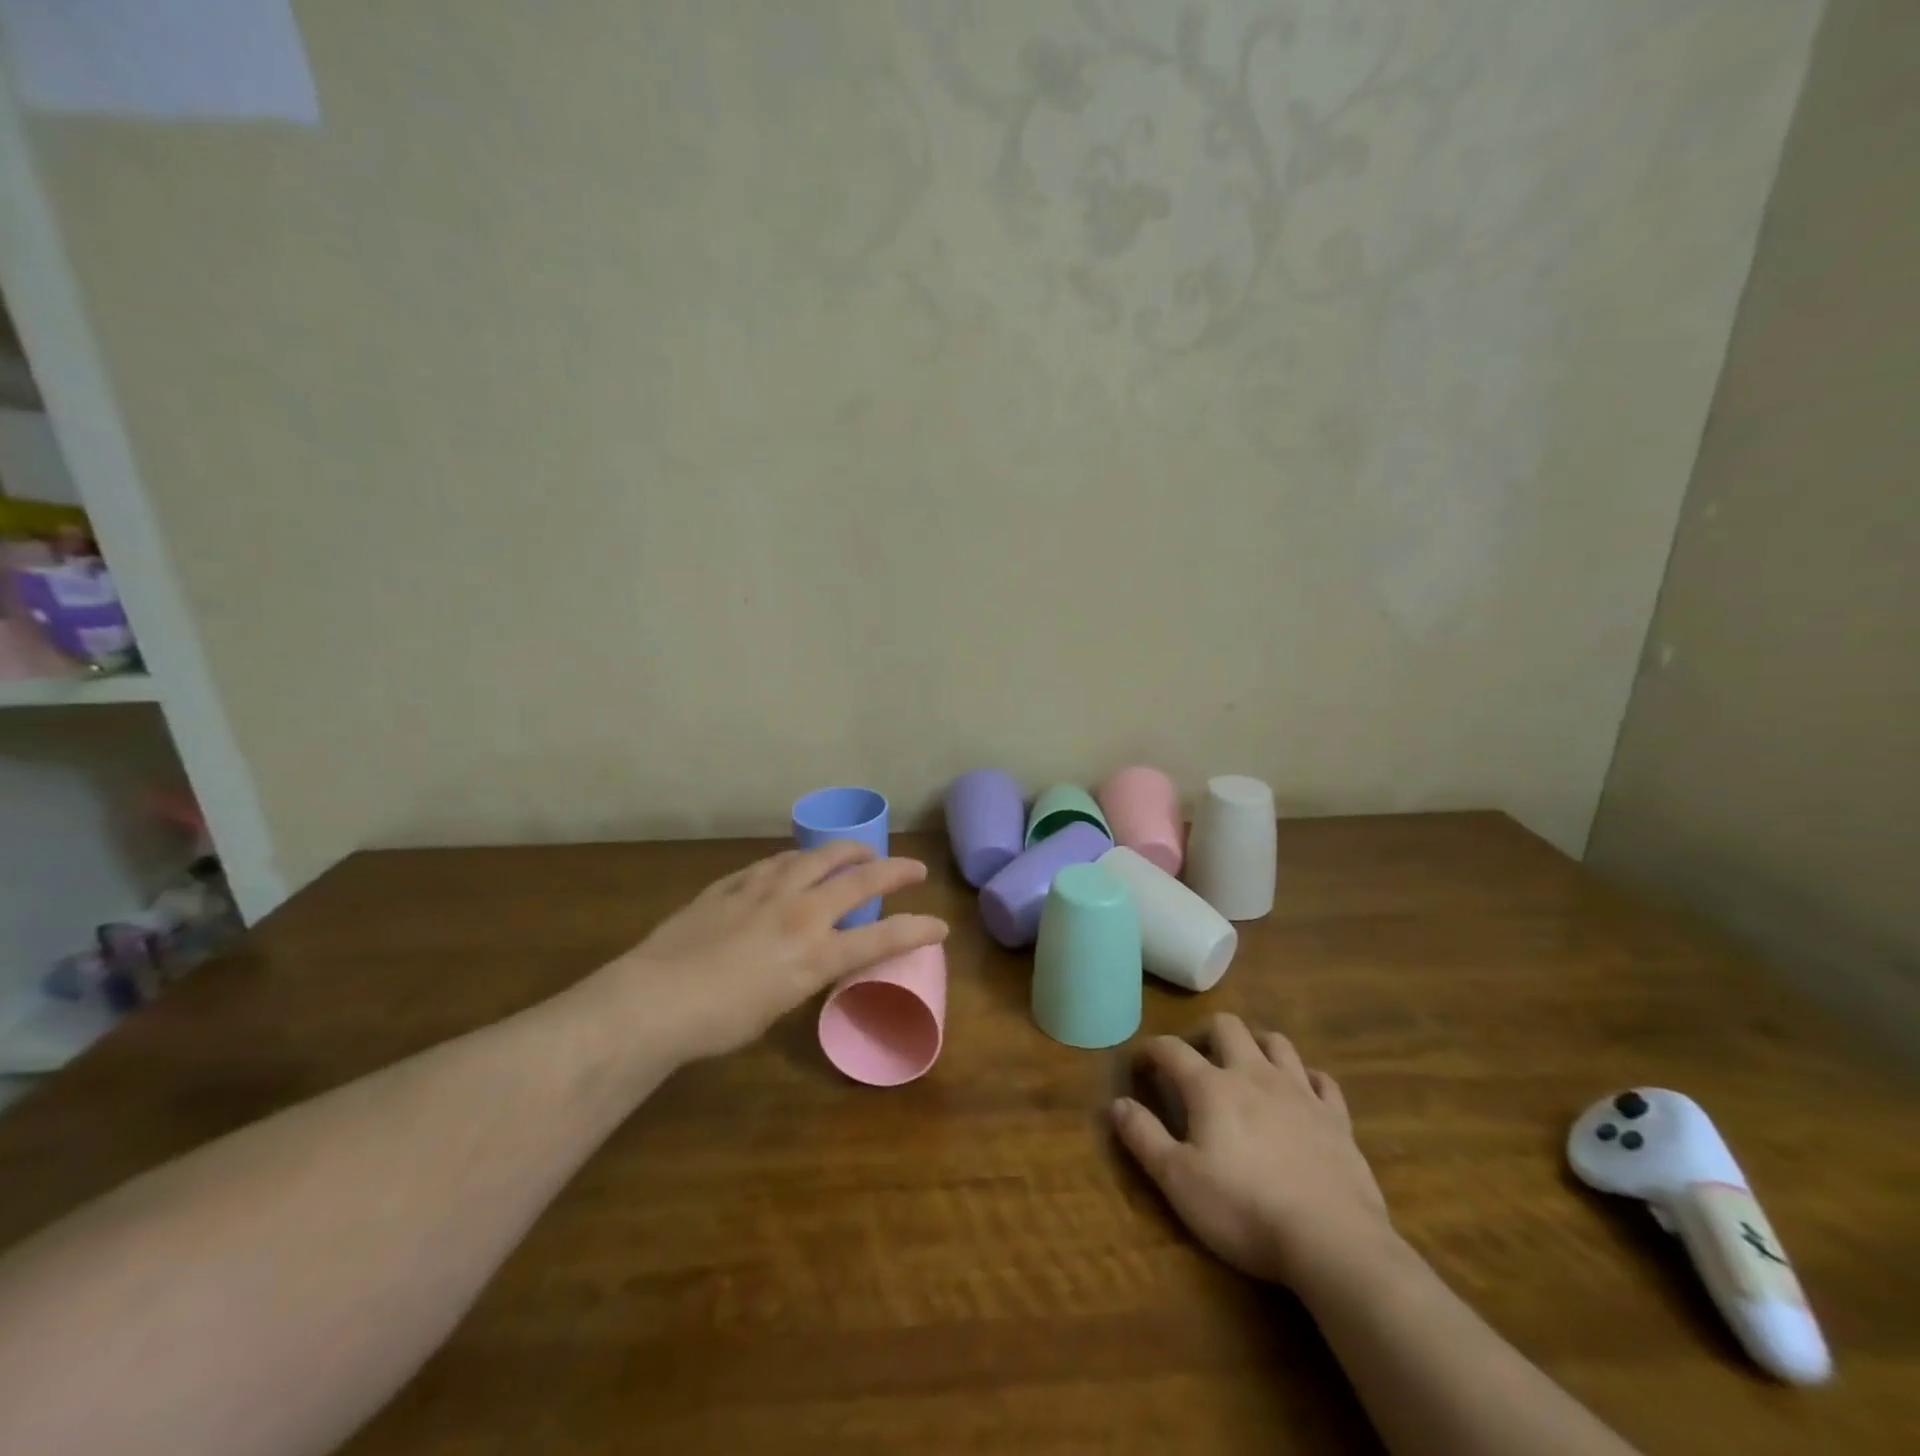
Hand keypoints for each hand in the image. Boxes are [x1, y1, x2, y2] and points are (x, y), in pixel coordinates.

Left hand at [596, 842, 948, 1062]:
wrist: (654, 999)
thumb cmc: (718, 1021)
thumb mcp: (778, 1006)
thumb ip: (804, 974)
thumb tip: (812, 958)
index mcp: (815, 954)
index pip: (882, 937)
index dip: (917, 929)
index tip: (941, 924)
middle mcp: (800, 912)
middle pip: (861, 880)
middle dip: (896, 871)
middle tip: (914, 868)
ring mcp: (767, 890)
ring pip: (820, 856)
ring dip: (849, 852)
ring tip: (861, 852)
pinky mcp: (736, 882)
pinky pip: (778, 861)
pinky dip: (799, 860)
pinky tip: (798, 862)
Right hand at [1112, 1013, 1391, 1286]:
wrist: (1332, 1241)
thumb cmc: (1244, 1210)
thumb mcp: (1178, 1180)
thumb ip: (1143, 1136)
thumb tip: (1116, 1102)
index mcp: (1211, 1087)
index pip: (1171, 1049)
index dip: (1150, 1051)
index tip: (1140, 1065)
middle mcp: (1254, 1075)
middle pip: (1228, 1026)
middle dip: (1205, 1034)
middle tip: (1196, 1061)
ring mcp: (1300, 1092)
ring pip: (1276, 1042)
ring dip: (1256, 1045)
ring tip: (1245, 1066)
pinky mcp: (1336, 1118)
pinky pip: (1322, 1080)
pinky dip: (1306, 1079)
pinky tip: (1300, 1094)